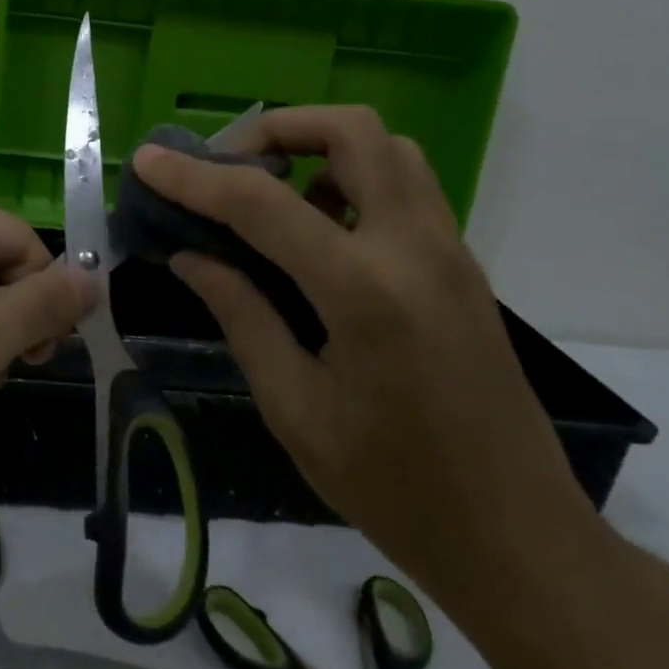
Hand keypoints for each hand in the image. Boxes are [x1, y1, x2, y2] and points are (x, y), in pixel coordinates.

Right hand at [131, 106, 595, 604]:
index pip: (263, 203)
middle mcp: (415, 248)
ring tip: (270, 196)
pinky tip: (317, 233)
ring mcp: (449, 250)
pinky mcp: (462, 264)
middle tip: (228, 168)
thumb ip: (241, 315)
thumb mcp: (296, 410)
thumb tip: (188, 256)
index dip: (195, 177)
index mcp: (365, 292)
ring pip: (387, 148)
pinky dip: (351, 180)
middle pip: (352, 130)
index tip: (148, 162)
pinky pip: (404, 186)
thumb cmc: (396, 489)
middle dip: (277, 129)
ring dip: (320, 149)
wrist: (520, 539)